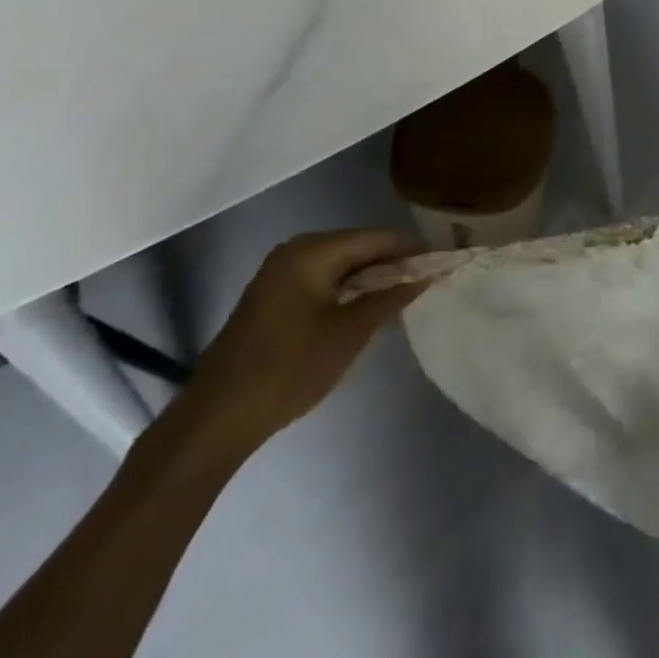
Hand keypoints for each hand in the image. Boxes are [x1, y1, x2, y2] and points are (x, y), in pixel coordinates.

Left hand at [177, 230, 425, 450]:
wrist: (217, 419)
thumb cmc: (289, 369)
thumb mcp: (349, 333)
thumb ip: (390, 297)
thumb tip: (426, 273)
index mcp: (311, 251)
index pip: (375, 238)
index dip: (410, 250)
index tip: (441, 265)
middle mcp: (294, 251)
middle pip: (357, 247)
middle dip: (391, 264)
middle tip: (425, 284)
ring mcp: (279, 273)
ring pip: (340, 265)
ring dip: (370, 279)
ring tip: (402, 298)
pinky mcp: (272, 297)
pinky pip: (322, 280)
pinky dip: (347, 290)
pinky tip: (365, 310)